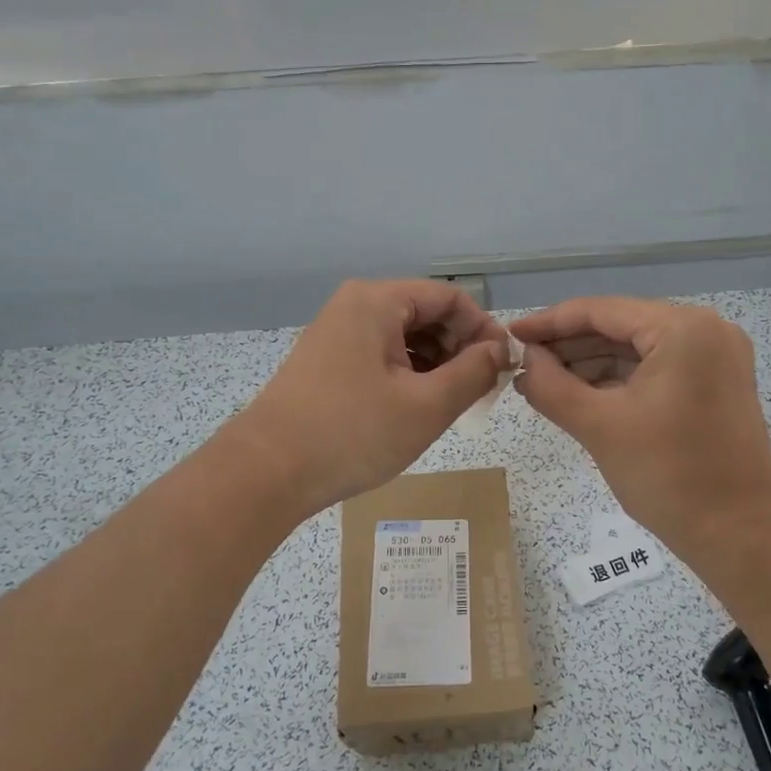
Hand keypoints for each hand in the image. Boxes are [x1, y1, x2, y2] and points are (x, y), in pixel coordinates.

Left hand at [228, 279, 510, 515]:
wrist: (267, 471)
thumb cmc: (353, 433)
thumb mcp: (427, 405)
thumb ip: (474, 372)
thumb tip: (500, 350)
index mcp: (378, 301)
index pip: (451, 298)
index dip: (484, 330)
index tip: (504, 368)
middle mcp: (355, 304)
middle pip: (426, 313)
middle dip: (460, 348)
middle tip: (479, 392)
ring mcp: (337, 331)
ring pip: (405, 336)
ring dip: (436, 364)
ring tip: (450, 404)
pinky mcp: (327, 359)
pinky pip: (381, 353)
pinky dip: (408, 374)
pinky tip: (416, 406)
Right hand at [510, 297, 770, 565]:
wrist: (741, 536)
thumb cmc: (670, 476)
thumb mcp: (599, 426)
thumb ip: (550, 385)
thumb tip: (522, 360)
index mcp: (683, 328)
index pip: (601, 311)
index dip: (549, 322)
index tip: (509, 335)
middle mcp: (705, 330)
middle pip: (620, 326)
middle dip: (568, 346)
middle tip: (520, 363)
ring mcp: (715, 358)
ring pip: (636, 349)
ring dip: (590, 364)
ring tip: (541, 382)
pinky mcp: (714, 385)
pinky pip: (655, 369)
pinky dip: (618, 381)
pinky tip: (579, 394)